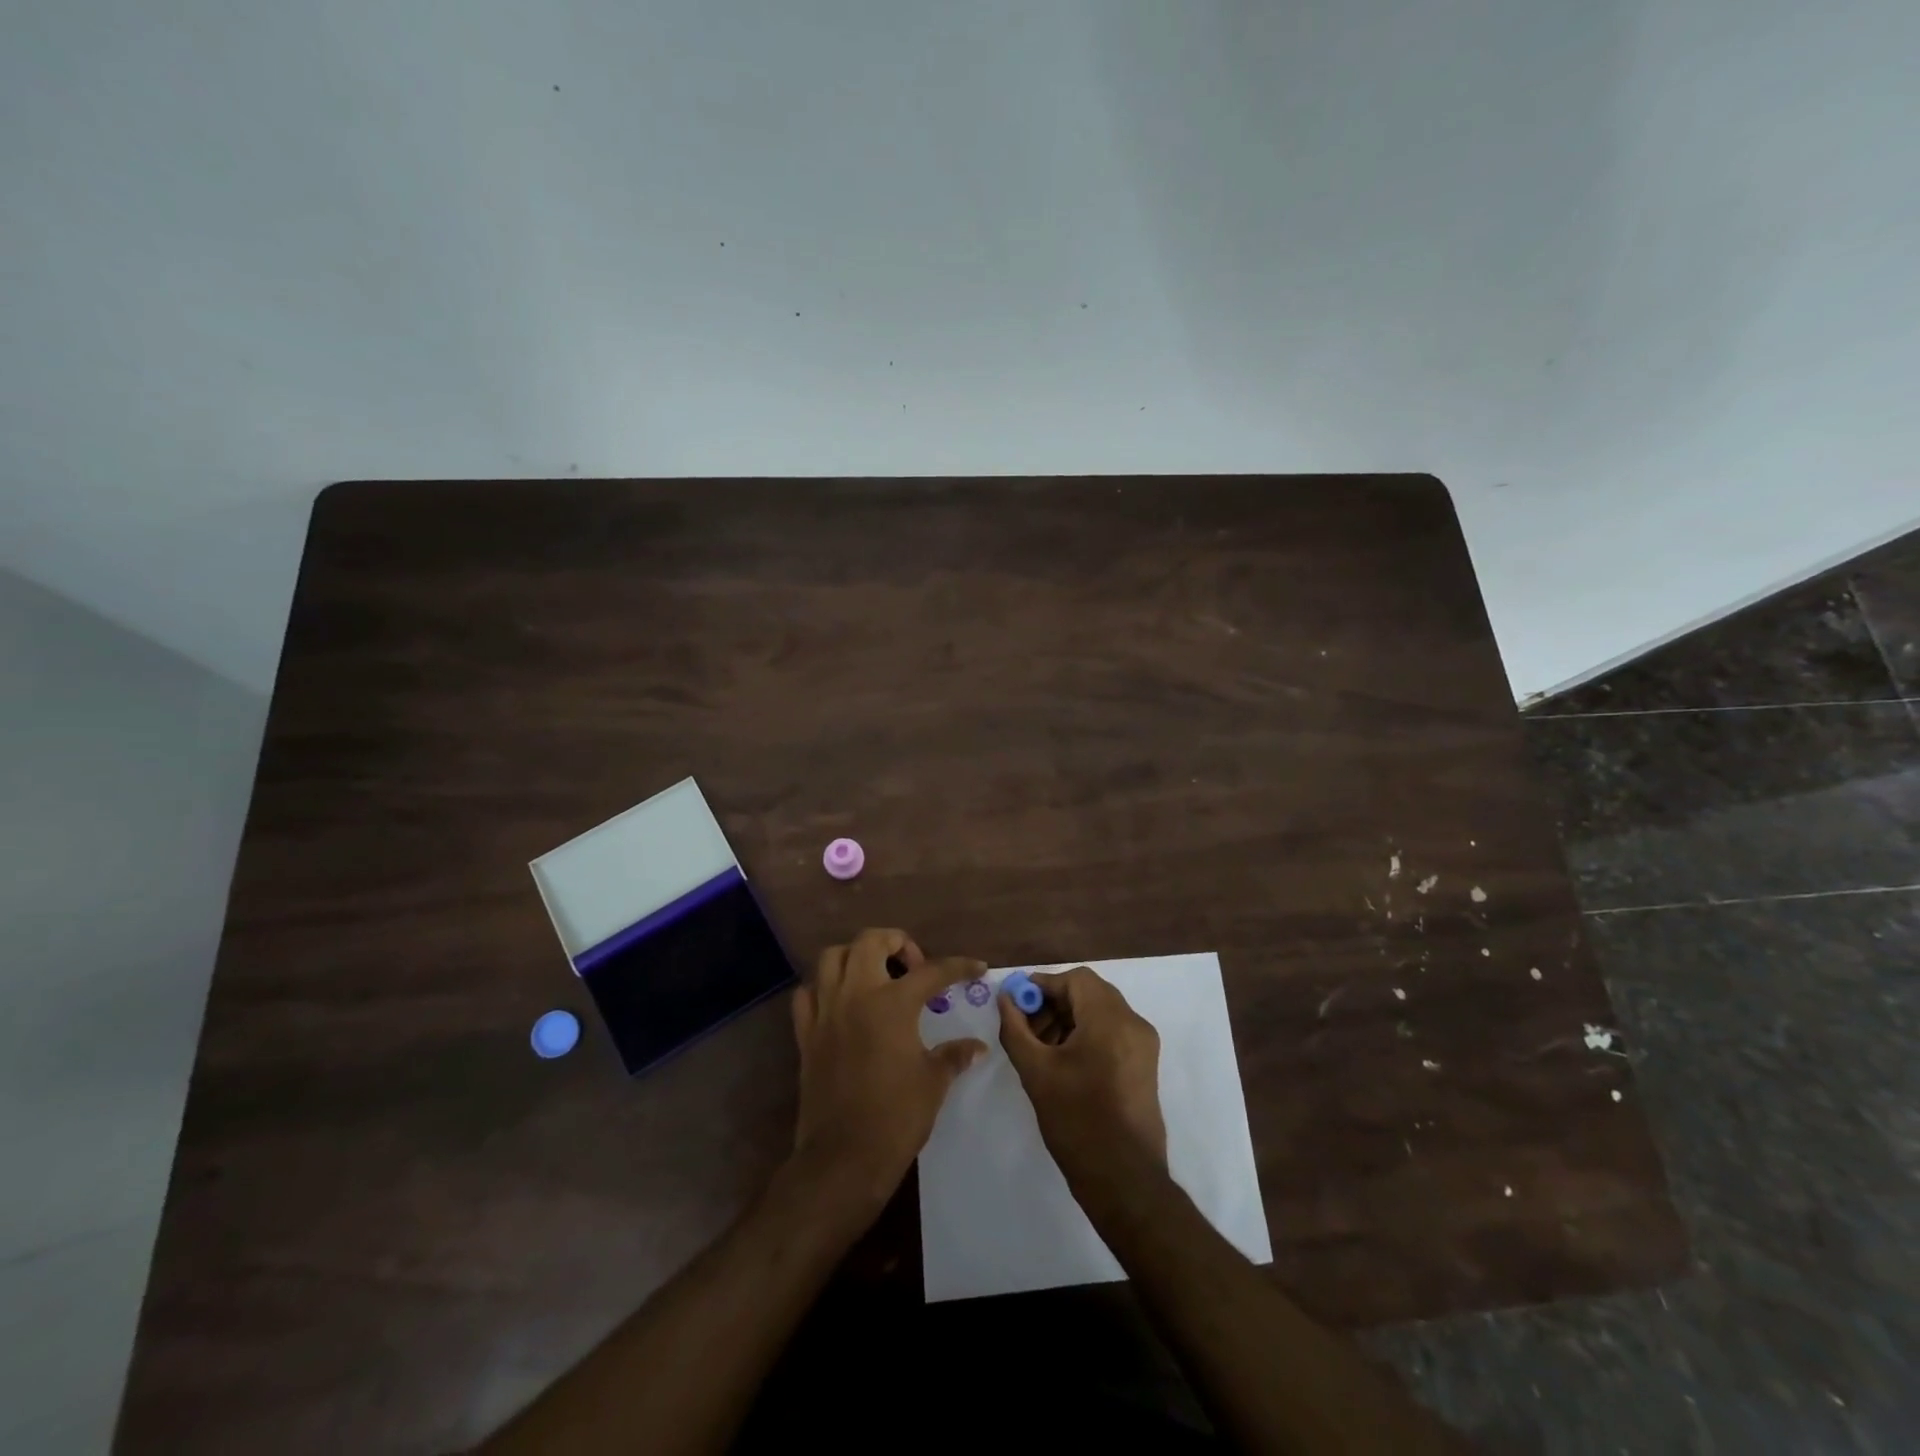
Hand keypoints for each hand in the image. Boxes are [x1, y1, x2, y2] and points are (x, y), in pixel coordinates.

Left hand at [789, 929, 987, 1217]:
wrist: (843, 1158)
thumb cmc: (896, 1117)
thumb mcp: (934, 1082)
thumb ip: (954, 1055)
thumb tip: (977, 1047)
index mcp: (892, 1003)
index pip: (932, 971)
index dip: (959, 967)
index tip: (977, 967)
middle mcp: (856, 995)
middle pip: (871, 941)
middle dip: (896, 942)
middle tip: (914, 967)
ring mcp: (826, 1011)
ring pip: (832, 957)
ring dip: (856, 956)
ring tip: (876, 976)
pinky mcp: (806, 1034)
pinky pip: (808, 993)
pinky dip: (823, 988)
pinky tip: (841, 1003)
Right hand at [997, 965, 1167, 1185]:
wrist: (1124, 1180)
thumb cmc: (1077, 1122)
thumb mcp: (1036, 1072)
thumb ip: (1016, 1029)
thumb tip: (1005, 999)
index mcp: (1110, 1019)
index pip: (1075, 979)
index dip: (1043, 986)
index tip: (1017, 1004)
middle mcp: (1133, 1023)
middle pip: (1089, 992)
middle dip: (1054, 1003)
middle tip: (1026, 1027)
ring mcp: (1144, 1044)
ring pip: (1101, 1011)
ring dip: (1069, 1018)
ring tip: (1041, 1047)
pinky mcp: (1145, 1064)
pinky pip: (1112, 1031)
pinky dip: (1087, 1033)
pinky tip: (1064, 1061)